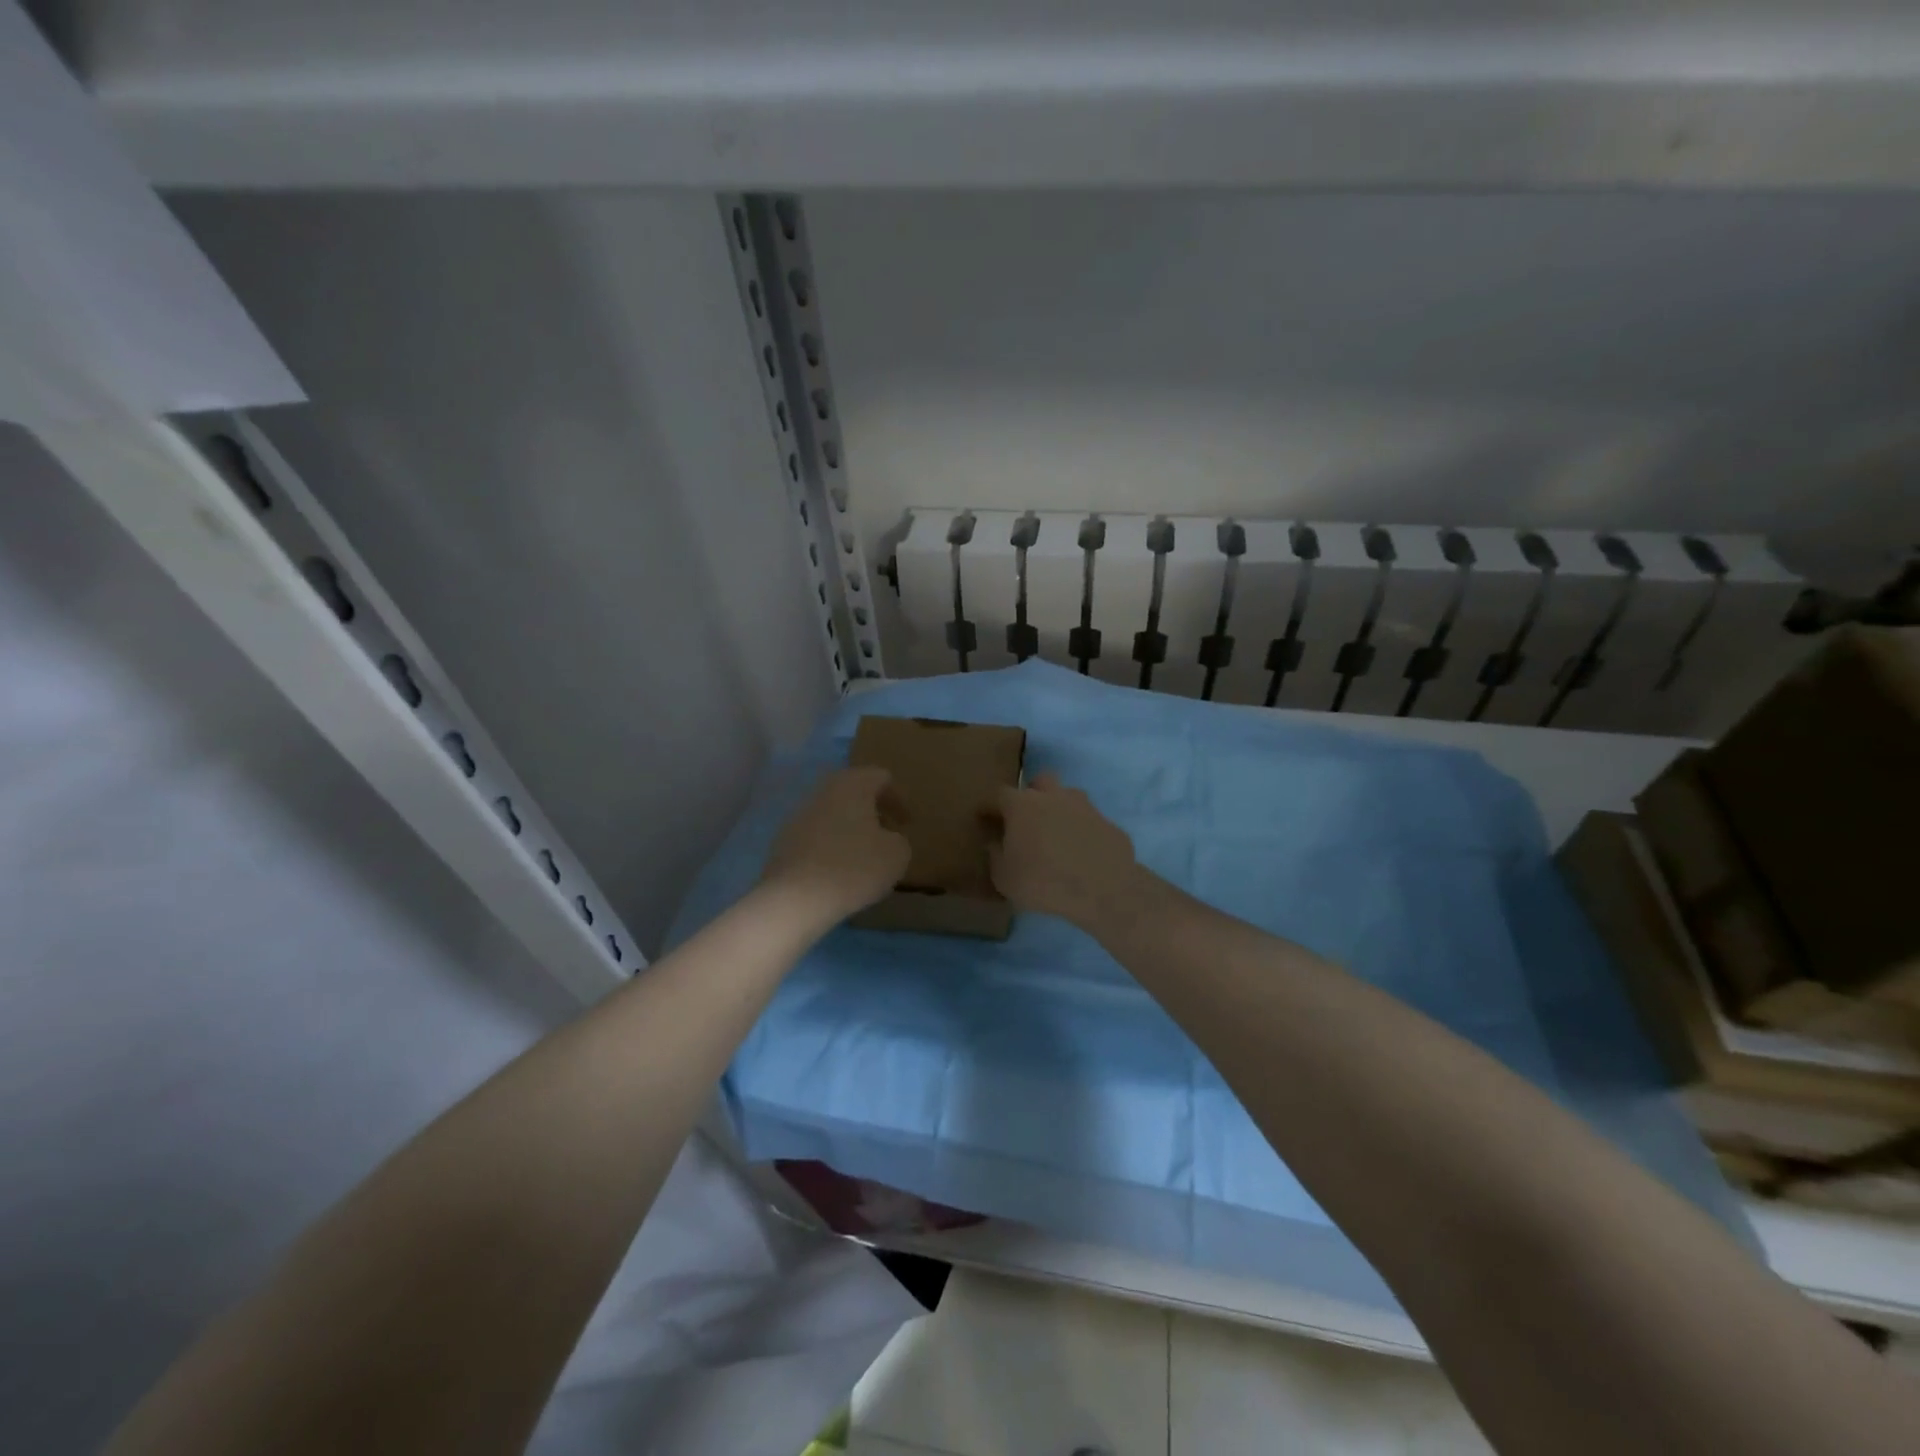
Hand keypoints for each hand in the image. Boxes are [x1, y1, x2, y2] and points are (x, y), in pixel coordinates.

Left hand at [761, 767, 910, 927]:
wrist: (795, 897)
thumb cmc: (854, 867)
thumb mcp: (897, 855)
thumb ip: (899, 840)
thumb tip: (887, 839)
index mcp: (852, 784)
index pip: (881, 778)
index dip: (898, 799)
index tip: (907, 823)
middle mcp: (823, 791)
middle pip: (853, 792)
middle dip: (872, 810)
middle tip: (887, 833)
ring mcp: (799, 815)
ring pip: (832, 813)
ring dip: (850, 828)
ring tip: (863, 855)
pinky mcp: (784, 840)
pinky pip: (816, 834)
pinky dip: (830, 845)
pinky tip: (838, 870)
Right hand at [989, 773, 1141, 929]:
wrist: (1103, 890)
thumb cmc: (1043, 882)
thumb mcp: (1004, 878)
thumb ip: (996, 856)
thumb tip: (995, 843)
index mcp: (1022, 805)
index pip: (998, 795)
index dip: (990, 807)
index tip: (985, 818)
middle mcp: (1053, 797)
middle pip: (1040, 781)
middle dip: (1032, 793)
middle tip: (1027, 818)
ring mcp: (1085, 807)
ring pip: (1069, 796)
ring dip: (1060, 809)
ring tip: (1057, 834)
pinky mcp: (1108, 823)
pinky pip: (1090, 822)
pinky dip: (1083, 832)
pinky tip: (1083, 852)